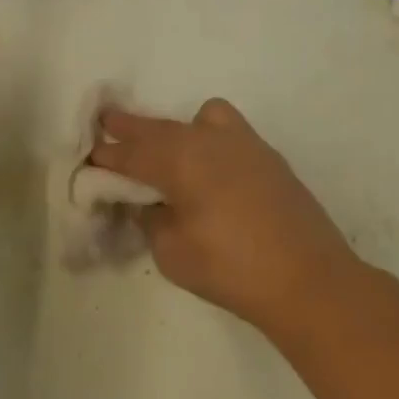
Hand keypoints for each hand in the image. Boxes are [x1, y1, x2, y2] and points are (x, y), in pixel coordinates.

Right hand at [89, 98, 355, 326]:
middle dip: (131, 127)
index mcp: (181, 160)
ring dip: (175, 128)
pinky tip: (208, 167)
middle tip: (107, 121)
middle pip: (160, 128)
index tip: (90, 153)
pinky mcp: (268, 157)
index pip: (133, 152)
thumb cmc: (231, 269)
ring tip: (167, 151)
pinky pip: (228, 131)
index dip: (108, 154)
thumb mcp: (172, 252)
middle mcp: (210, 141)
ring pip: (200, 118)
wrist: (308, 280)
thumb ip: (151, 220)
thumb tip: (147, 204)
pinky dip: (207, 137)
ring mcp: (245, 144)